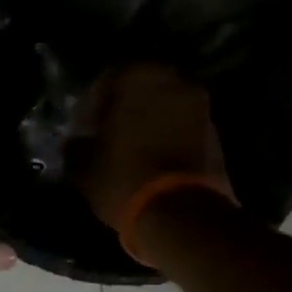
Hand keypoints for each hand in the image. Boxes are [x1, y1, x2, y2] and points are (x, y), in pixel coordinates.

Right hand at [71, 64, 232, 227]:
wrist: (181, 214)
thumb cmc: (124, 178)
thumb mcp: (84, 165)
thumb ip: (77, 144)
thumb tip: (76, 140)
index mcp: (139, 78)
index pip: (108, 78)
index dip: (92, 103)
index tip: (82, 126)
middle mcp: (174, 82)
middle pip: (141, 88)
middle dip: (123, 108)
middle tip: (105, 133)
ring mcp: (200, 107)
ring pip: (164, 105)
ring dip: (146, 121)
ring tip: (127, 148)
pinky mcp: (214, 134)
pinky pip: (180, 125)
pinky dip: (165, 135)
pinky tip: (149, 158)